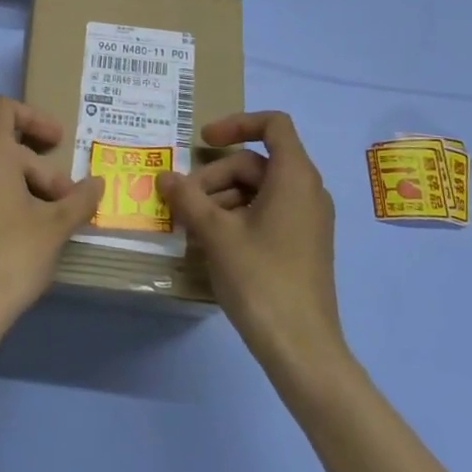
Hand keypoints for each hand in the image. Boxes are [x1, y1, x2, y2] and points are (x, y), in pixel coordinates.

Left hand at [0, 96, 104, 339]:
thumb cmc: (11, 257)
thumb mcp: (56, 227)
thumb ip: (80, 199)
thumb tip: (98, 183)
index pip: (5, 109)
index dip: (35, 117)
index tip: (58, 143)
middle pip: (6, 148)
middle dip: (40, 170)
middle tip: (65, 203)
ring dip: (22, 186)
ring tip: (45, 220)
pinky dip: (0, 201)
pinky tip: (18, 236)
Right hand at [157, 111, 343, 373]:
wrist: (300, 347)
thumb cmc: (260, 278)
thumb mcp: (215, 233)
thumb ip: (188, 197)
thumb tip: (164, 176)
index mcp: (295, 177)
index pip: (273, 125)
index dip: (236, 124)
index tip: (202, 141)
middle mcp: (307, 191)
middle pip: (254, 162)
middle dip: (214, 177)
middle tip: (182, 203)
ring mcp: (306, 219)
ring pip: (256, 190)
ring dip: (219, 199)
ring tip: (190, 227)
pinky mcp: (300, 244)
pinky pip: (265, 213)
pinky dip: (236, 217)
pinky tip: (210, 243)